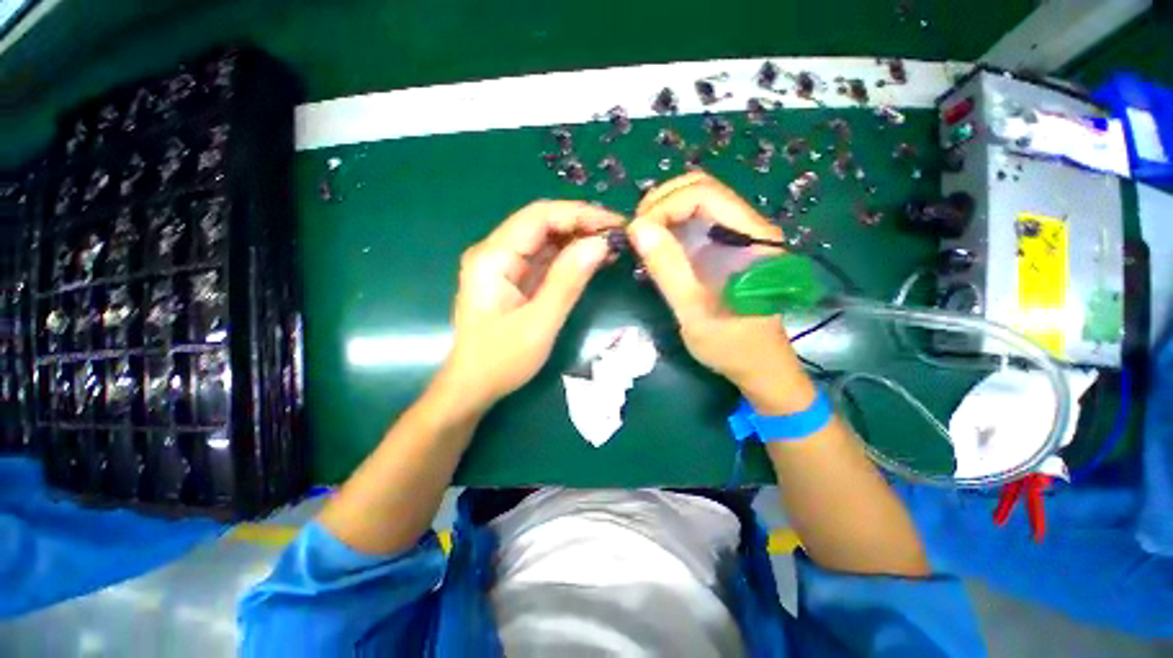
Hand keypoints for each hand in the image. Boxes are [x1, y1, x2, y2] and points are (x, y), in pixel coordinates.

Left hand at [441, 200, 621, 411]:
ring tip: (612, 246)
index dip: (579, 214)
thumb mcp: (539, 323)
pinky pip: (544, 258)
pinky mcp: (513, 279)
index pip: (539, 217)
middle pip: (542, 223)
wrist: (474, 386)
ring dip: (578, 240)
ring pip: (545, 239)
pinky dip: (569, 257)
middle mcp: (495, 252)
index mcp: (493, 258)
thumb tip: (600, 244)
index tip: (614, 224)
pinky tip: (593, 260)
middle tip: (618, 235)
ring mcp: (503, 265)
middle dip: (581, 225)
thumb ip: (568, 281)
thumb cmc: (501, 360)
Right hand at [628, 172, 810, 407]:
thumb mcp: (694, 312)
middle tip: (635, 233)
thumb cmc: (732, 345)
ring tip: (641, 239)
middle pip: (700, 188)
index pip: (704, 194)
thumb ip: (668, 269)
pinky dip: (668, 227)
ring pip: (695, 202)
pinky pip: (693, 222)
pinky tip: (656, 247)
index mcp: (752, 237)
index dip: (664, 206)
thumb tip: (637, 228)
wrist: (758, 367)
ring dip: (662, 213)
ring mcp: (737, 235)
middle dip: (660, 203)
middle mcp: (748, 226)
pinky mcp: (725, 248)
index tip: (637, 234)